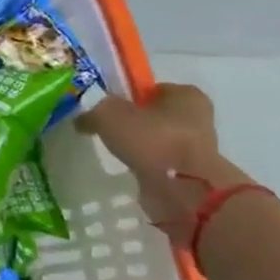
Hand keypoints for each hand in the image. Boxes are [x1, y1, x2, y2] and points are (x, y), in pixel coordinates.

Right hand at [77, 84, 255, 248]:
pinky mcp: (190, 172)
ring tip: (117, 152)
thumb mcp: (108, 115)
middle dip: (135, 122)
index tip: (108, 110)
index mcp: (186, 95)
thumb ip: (93, 111)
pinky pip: (160, 162)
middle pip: (156, 115)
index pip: (151, 89)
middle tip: (109, 131)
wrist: (183, 190)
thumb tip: (82, 119)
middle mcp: (197, 117)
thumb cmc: (152, 140)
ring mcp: (196, 147)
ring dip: (141, 146)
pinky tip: (129, 168)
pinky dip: (146, 165)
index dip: (128, 97)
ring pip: (158, 140)